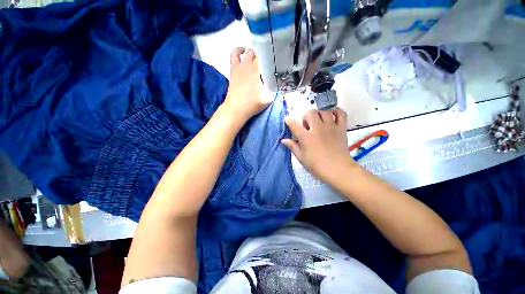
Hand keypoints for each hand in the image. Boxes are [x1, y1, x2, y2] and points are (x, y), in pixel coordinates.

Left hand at [223, 47, 271, 120]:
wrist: (237, 108)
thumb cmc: (253, 104)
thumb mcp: (269, 98)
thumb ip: (274, 88)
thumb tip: (278, 81)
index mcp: (261, 71)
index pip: (270, 58)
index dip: (274, 58)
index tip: (278, 63)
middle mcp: (252, 65)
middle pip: (261, 54)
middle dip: (266, 57)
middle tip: (269, 64)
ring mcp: (241, 66)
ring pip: (249, 52)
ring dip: (255, 53)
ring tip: (259, 58)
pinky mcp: (234, 69)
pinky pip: (234, 54)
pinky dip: (239, 50)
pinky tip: (243, 50)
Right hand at [281, 108, 355, 182]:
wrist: (338, 170)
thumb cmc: (317, 165)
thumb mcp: (301, 157)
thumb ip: (292, 146)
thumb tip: (283, 140)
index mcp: (306, 137)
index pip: (294, 124)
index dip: (289, 120)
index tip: (287, 120)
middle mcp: (318, 128)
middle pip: (310, 113)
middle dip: (306, 117)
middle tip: (307, 126)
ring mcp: (331, 127)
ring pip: (324, 111)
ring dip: (319, 114)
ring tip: (318, 121)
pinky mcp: (341, 128)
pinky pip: (341, 114)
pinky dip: (336, 111)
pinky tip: (331, 115)